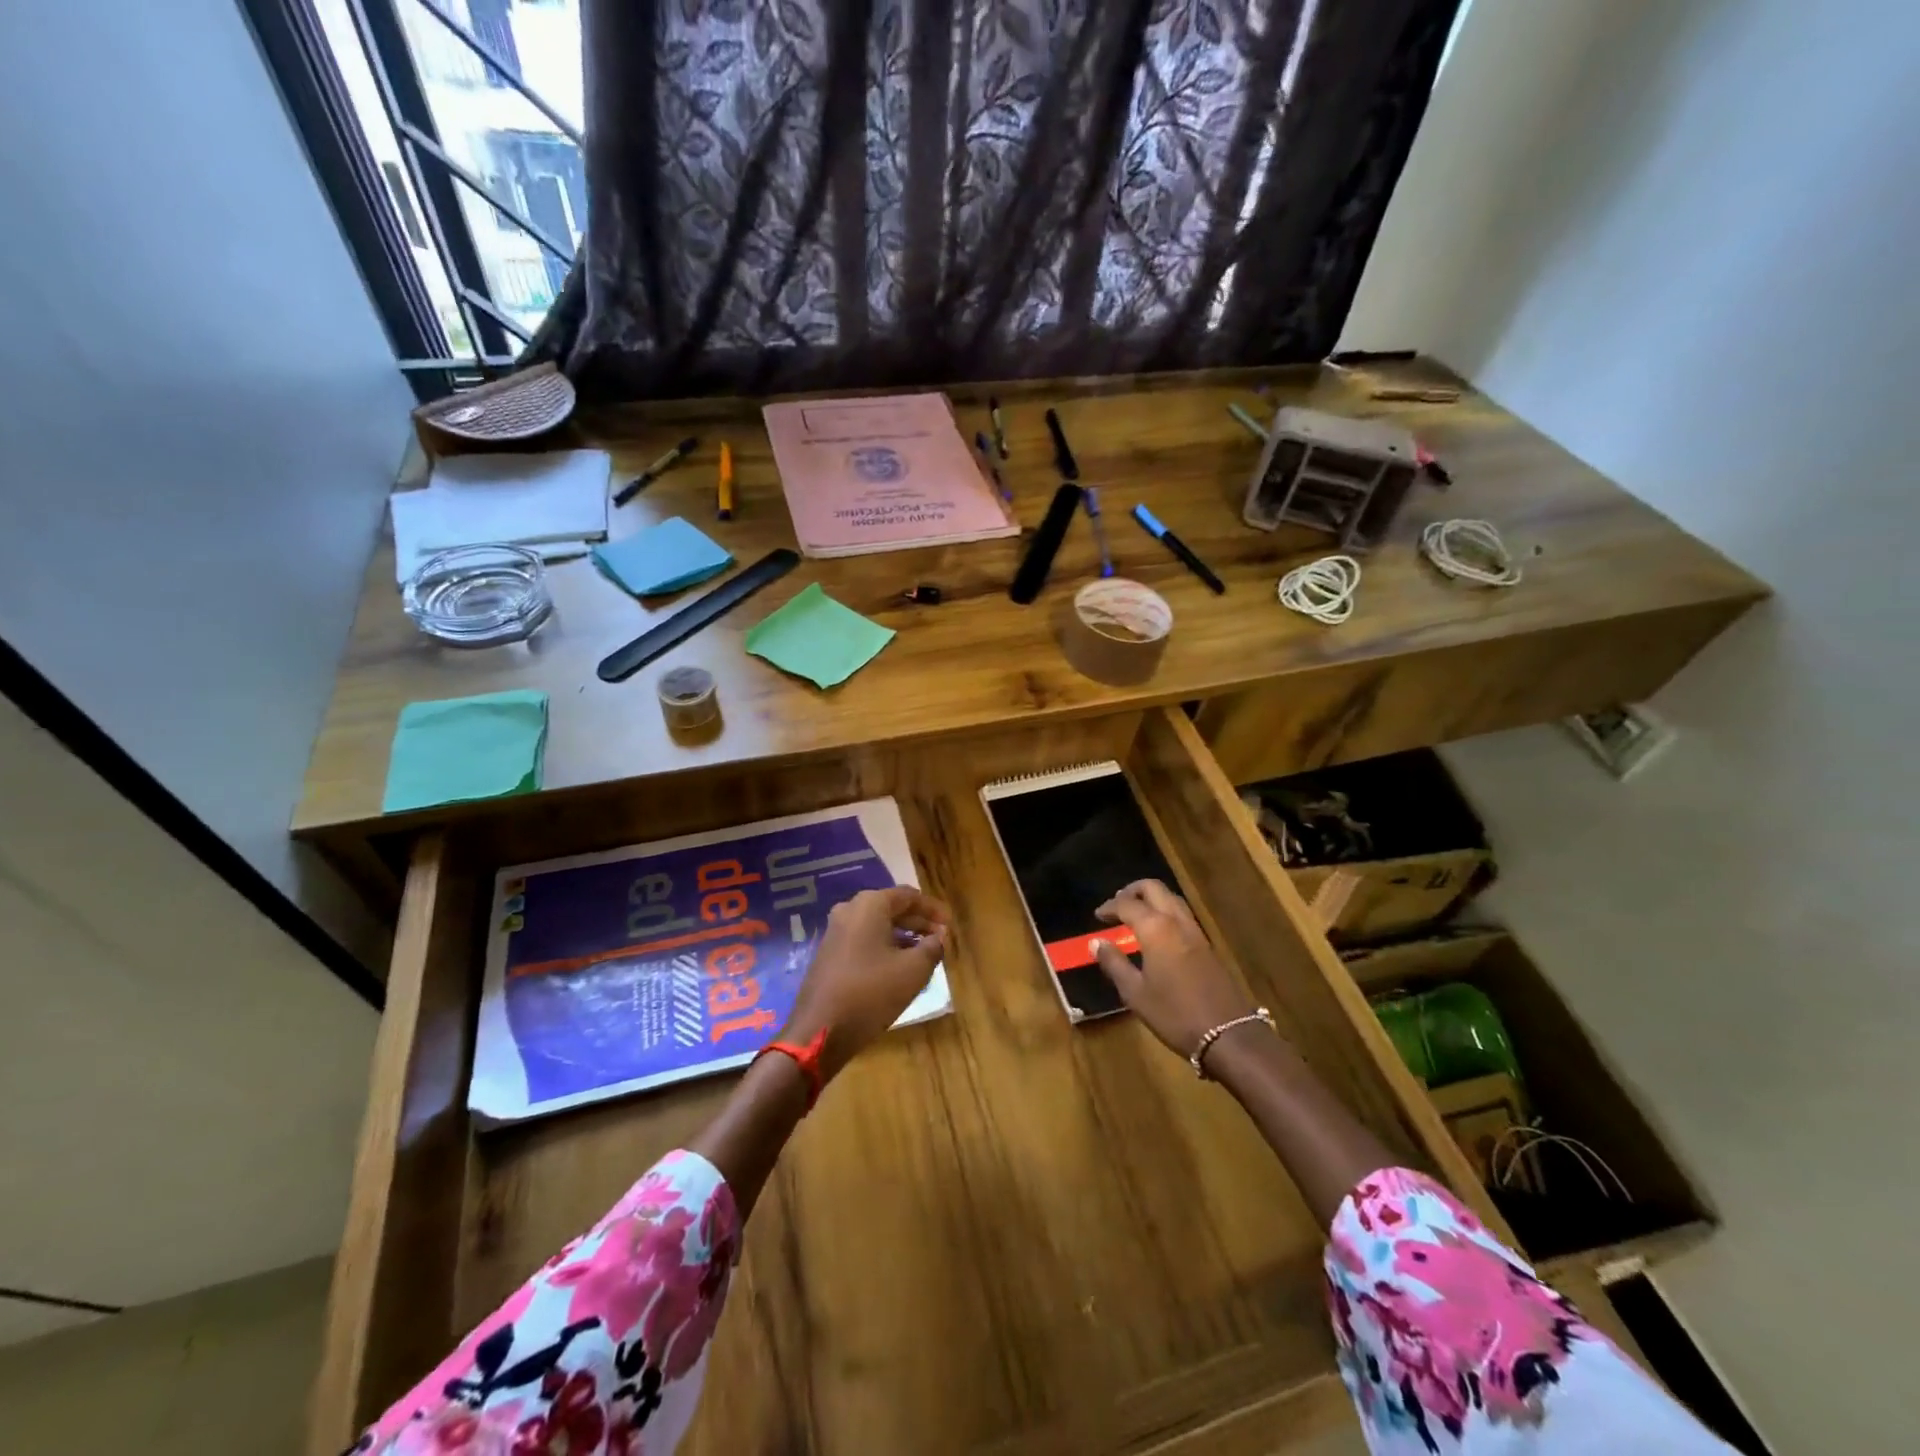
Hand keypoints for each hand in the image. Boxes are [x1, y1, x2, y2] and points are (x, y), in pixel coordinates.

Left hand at [784, 886, 948, 1078]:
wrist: (819, 1030)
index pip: (909, 896)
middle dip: (918, 923)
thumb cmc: (871, 993)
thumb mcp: (913, 970)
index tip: (951, 926)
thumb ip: (932, 948)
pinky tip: (898, 967)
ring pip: (877, 926)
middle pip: (892, 908)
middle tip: (941, 940)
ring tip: (924, 954)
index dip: (933, 910)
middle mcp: (849, 910)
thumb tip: (938, 938)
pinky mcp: (828, 953)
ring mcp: (835, 932)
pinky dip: (884, 947)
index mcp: (870, 905)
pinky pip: (863, 940)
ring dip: (902, 937)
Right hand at [1093, 879, 1253, 1063]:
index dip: (1109, 906)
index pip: (1127, 904)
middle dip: (1133, 890)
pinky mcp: (1207, 946)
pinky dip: (1166, 912)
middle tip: (1117, 904)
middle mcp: (1177, 922)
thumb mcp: (1135, 993)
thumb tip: (1096, 942)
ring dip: (1152, 899)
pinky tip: (1158, 932)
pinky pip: (1183, 915)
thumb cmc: (1174, 1014)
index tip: (1097, 915)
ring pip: (1172, 899)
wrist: (1228, 1034)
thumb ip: (1114, 963)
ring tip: (1136, 914)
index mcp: (1156, 929)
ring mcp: (1196, 932)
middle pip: (1154, 889)